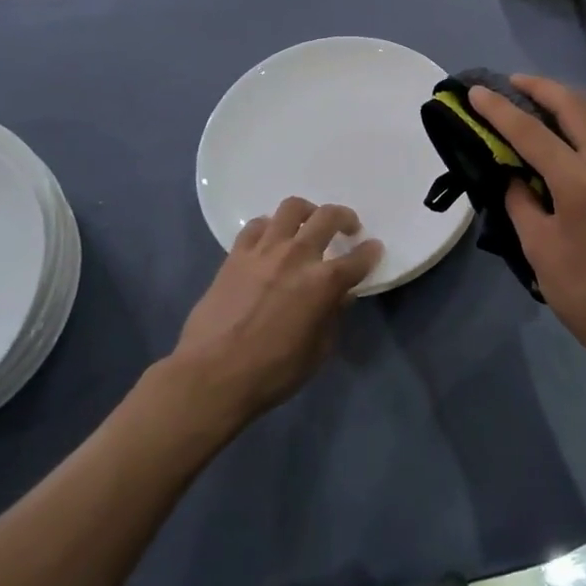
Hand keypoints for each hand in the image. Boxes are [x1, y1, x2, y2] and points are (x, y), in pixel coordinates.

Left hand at [170, 197, 381, 423]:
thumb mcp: (317, 352)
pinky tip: (271, 239)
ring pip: (291, 208)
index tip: (373, 249)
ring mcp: (264, 251)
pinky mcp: (236, 255)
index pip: (358, 258)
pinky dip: (269, 227)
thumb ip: (332, 317)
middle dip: (345, 218)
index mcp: (324, 283)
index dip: (370, 252)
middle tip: (347, 228)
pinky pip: (256, 226)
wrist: (212, 376)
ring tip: (308, 224)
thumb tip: (340, 296)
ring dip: (307, 212)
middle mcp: (297, 256)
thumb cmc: (272, 372)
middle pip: (328, 217)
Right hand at [467, 75, 585, 375]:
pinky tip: (574, 126)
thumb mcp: (539, 248)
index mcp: (580, 182)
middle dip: (540, 88)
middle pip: (573, 106)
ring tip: (541, 98)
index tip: (477, 92)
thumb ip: (521, 201)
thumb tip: (512, 173)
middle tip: (511, 83)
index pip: (531, 133)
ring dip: (568, 98)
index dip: (499, 110)